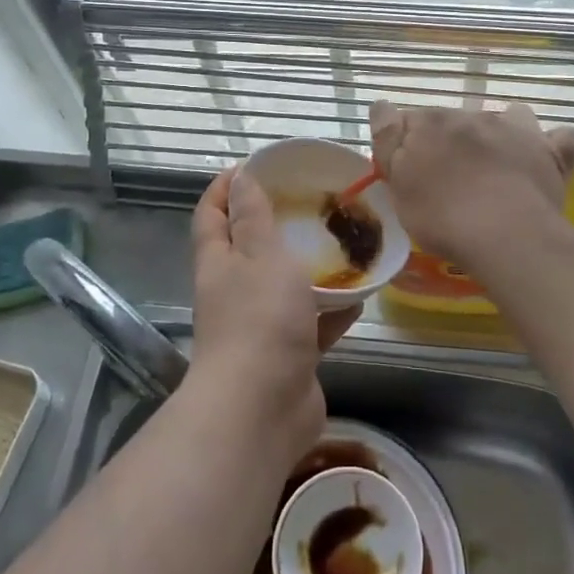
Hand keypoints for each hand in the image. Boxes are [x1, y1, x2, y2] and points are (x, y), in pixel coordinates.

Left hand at [188, 167, 360, 455]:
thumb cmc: (260, 319)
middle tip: (309, 200)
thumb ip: (254, 217)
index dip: (224, 187)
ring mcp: (261, 326)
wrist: (263, 408)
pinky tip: (361, 295)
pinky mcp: (289, 355)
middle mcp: (234, 292)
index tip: (251, 165)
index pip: (212, 214)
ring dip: (307, 267)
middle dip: (271, 223)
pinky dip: (332, 310)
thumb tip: (241, 177)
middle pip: (247, 249)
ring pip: (284, 286)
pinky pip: (312, 323)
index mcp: (219, 263)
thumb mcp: (261, 255)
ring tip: (341, 242)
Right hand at [370, 101, 573, 269]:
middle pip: (457, 122)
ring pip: (509, 117)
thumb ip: (388, 141)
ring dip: (501, 132)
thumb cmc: (441, 216)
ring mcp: (516, 130)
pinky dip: (555, 144)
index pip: (411, 121)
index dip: (407, 144)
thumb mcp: (399, 185)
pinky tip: (548, 157)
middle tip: (450, 181)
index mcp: (432, 123)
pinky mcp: (550, 152)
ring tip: (498, 164)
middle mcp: (473, 116)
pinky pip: (562, 138)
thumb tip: (382, 106)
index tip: (408, 171)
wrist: (504, 234)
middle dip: (452, 142)